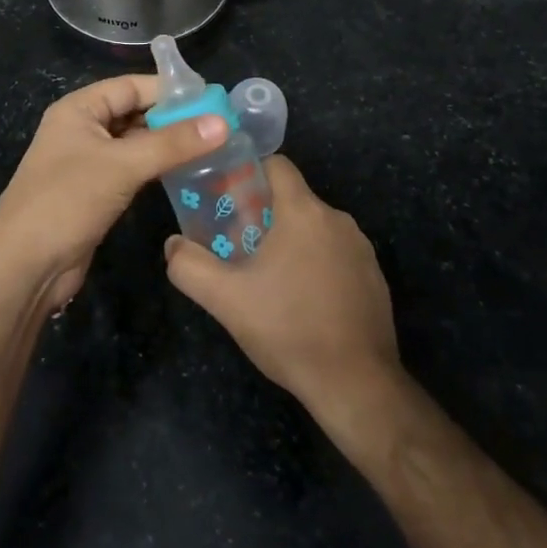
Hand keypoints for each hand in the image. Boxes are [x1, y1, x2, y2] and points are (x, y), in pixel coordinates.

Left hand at [0, 75, 229, 312]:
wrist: (25, 266)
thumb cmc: (67, 201)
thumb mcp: (122, 165)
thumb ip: (173, 143)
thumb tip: (223, 122)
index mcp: (79, 109)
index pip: (131, 86)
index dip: (169, 90)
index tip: (212, 98)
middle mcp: (82, 129)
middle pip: (134, 113)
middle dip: (173, 118)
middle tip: (220, 125)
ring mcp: (88, 163)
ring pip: (136, 144)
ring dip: (168, 145)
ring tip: (214, 147)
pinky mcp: (96, 192)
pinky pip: (133, 170)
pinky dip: (158, 169)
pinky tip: (188, 173)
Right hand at [164, 155, 401, 426]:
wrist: (356, 383)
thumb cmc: (288, 329)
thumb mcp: (225, 300)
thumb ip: (189, 266)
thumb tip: (172, 245)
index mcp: (304, 212)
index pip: (277, 164)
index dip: (249, 173)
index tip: (227, 198)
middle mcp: (337, 219)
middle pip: (293, 199)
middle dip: (263, 215)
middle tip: (237, 245)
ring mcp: (361, 249)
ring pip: (315, 228)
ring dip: (291, 241)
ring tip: (267, 276)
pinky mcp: (374, 276)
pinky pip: (336, 254)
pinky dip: (316, 264)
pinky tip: (302, 300)